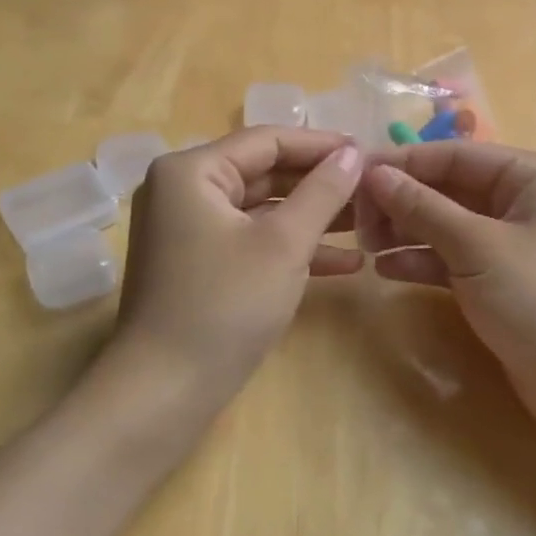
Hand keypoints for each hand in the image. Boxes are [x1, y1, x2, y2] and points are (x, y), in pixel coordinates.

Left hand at [110, 128, 363, 416]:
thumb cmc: (224, 306)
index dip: (320, 144)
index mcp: (191, 171)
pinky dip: (291, 248)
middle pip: (264, 172)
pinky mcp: (199, 264)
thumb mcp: (283, 244)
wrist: (163, 394)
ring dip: (312, 217)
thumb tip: (353, 153)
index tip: (368, 152)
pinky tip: (345, 264)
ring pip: (262, 209)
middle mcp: (183, 190)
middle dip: (319, 184)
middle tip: (372, 189)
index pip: (266, 140)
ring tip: (368, 224)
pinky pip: (251, 240)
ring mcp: (189, 230)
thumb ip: (322, 192)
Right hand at [357, 144, 535, 447]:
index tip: (353, 177)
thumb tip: (373, 173)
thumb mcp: (479, 248)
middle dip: (403, 202)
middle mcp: (525, 200)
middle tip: (355, 220)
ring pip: (448, 224)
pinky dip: (423, 261)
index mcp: (534, 175)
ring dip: (407, 231)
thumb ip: (423, 207)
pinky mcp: (502, 280)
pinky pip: (454, 258)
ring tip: (365, 246)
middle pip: (450, 188)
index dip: (403, 165)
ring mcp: (513, 242)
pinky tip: (386, 270)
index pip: (456, 155)